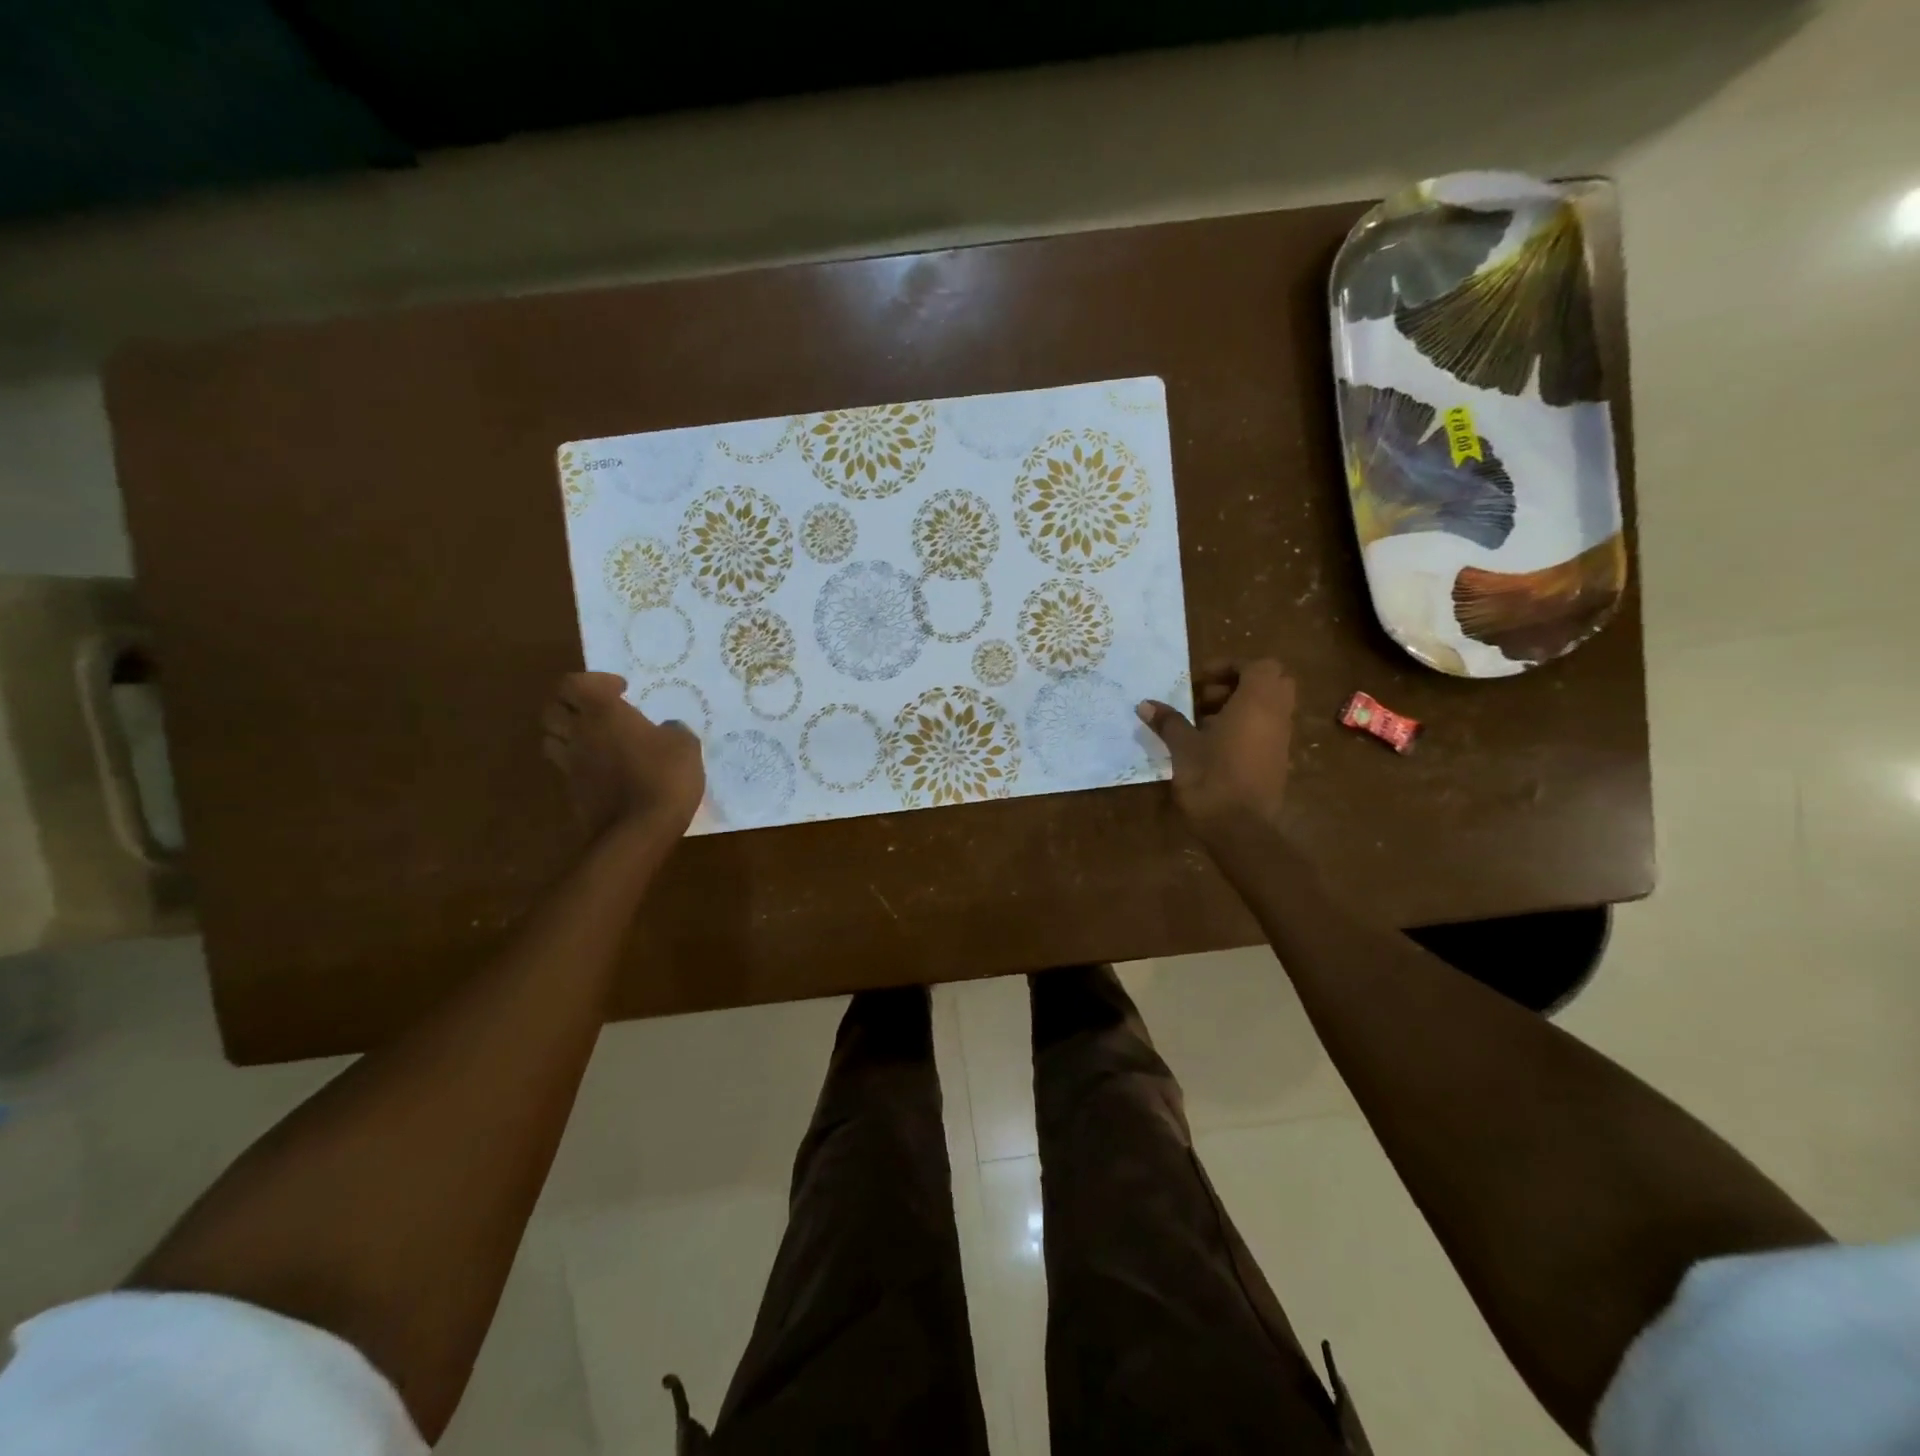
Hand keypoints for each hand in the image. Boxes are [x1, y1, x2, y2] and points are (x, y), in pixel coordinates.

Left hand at [541, 673, 704, 837]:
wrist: (638, 831)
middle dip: (572, 704)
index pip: (573, 683)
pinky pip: (566, 767)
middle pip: (552, 708)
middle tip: (598, 710)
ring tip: (594, 738)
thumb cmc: (664, 778)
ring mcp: (571, 764)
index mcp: (604, 713)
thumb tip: (667, 729)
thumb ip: (674, 730)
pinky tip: (604, 768)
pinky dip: (578, 762)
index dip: (594, 681)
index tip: (621, 690)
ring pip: (551, 737)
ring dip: (568, 732)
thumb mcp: (685, 745)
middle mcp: (580, 733)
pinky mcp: (572, 791)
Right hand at [1137, 659, 1295, 844]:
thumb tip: (1145, 704)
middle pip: (1269, 683)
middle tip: (1204, 700)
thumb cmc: (1212, 779)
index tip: (1199, 681)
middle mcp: (1276, 715)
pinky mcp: (1278, 760)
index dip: (1229, 667)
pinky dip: (1246, 727)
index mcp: (1257, 702)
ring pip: (1268, 707)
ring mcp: (1281, 739)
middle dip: (1238, 684)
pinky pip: (1267, 729)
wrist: (1241, 829)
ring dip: (1239, 707)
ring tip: (1203, 725)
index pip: (1257, 665)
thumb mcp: (1183, 747)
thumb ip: (1168, 722)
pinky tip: (1214, 747)